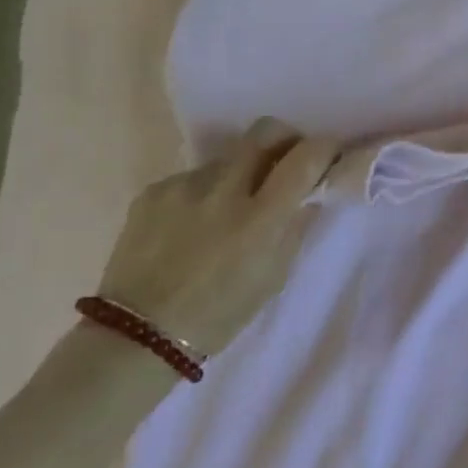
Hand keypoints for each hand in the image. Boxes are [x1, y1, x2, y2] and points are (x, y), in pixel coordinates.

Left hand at [96, 119, 340, 356]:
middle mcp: (225, 190)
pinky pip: (191, 179)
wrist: (137, 336)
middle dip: (285, 138)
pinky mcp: (153, 192)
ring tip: (228, 208)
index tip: (329, 153)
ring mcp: (185, 186)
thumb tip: (310, 193)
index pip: (305, 158)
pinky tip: (192, 225)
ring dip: (239, 173)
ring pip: (227, 158)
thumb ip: (295, 226)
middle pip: (265, 131)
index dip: (325, 147)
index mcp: (261, 217)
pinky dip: (202, 194)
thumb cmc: (220, 313)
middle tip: (287, 159)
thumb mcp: (274, 276)